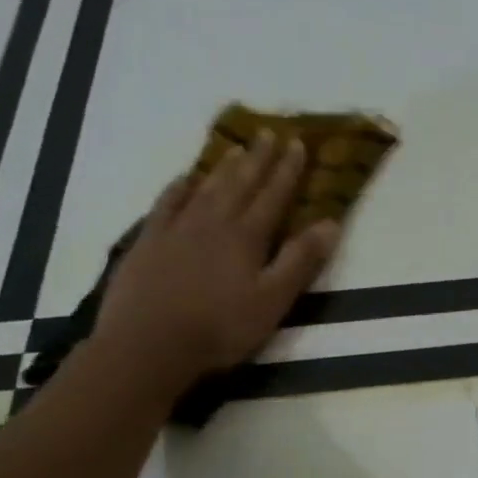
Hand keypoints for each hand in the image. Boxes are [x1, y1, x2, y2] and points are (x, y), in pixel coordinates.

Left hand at [94, 133, 338, 389]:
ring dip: (223, 167)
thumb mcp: (273, 300)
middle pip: (240, 183)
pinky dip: (179, 187)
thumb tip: (330, 222)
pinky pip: (166, 203)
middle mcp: (213, 222)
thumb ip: (301, 260)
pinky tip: (185, 179)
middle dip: (258, 158)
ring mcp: (176, 229)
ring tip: (236, 148)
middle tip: (269, 133)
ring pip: (205, 188)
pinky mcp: (148, 242)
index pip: (273, 195)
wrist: (148, 344)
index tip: (298, 144)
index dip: (287, 170)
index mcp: (247, 236)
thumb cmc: (220, 328)